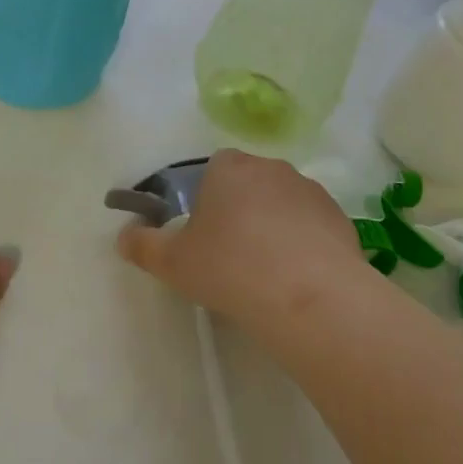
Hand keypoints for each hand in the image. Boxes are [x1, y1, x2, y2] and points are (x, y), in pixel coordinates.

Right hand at [115, 149, 367, 342]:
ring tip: (267, 272)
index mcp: (228, 168)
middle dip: (240, 211)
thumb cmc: (231, 268)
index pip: (213, 169)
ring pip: (282, 203)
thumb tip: (123, 235)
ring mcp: (309, 190)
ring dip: (274, 226)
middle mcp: (271, 167)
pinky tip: (298, 279)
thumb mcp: (173, 263)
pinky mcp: (339, 217)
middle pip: (249, 184)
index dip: (206, 199)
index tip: (203, 234)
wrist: (309, 296)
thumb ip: (143, 245)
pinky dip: (304, 244)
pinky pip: (312, 226)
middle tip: (231, 255)